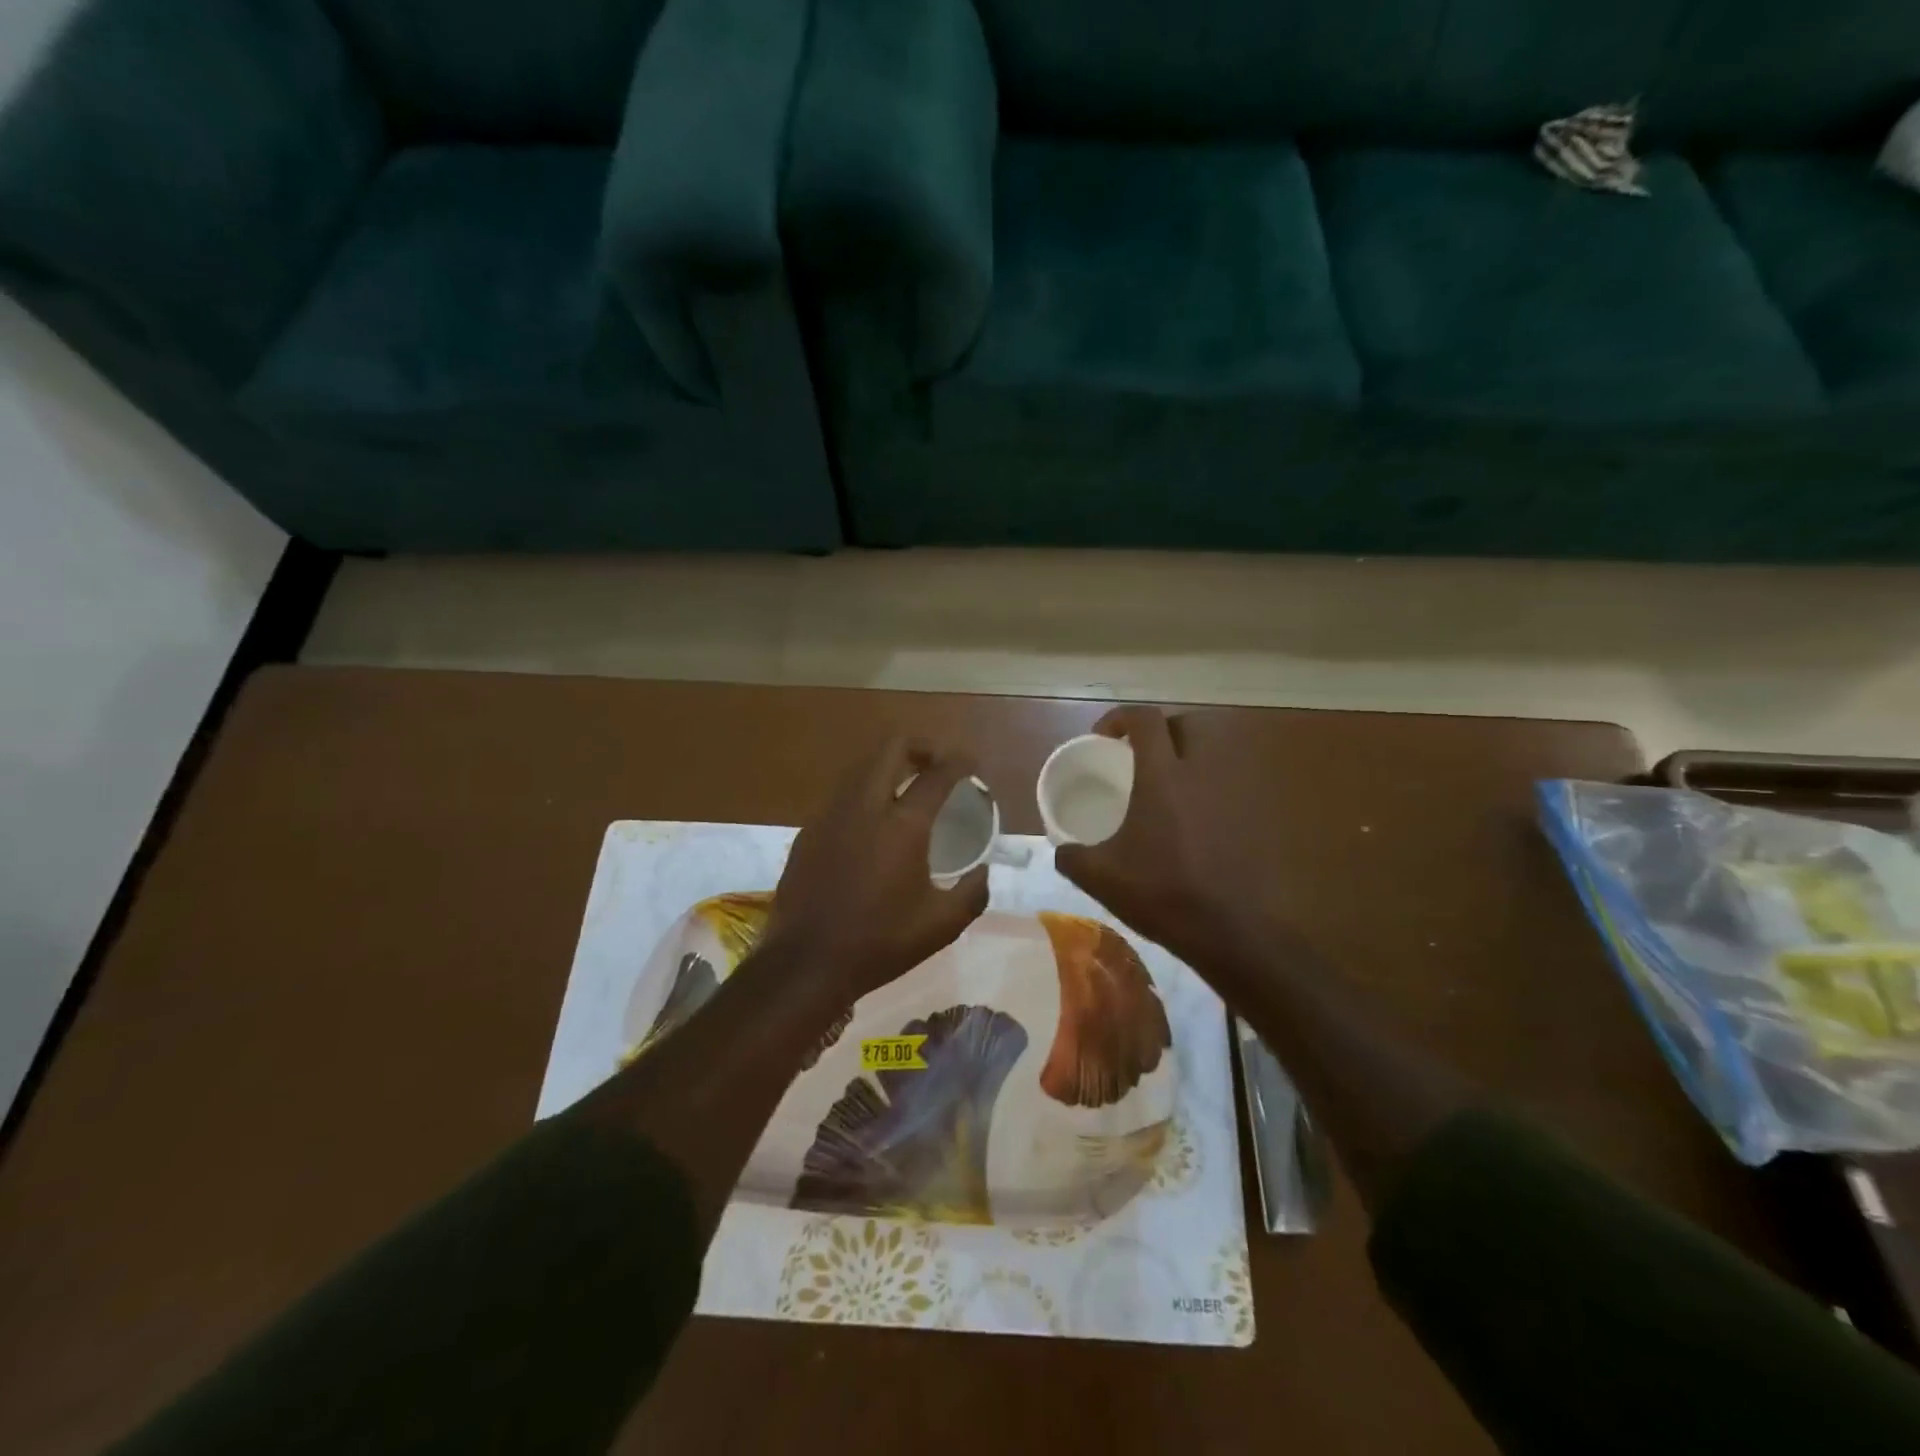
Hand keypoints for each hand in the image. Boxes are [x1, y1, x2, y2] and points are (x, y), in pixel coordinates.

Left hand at [761, 737, 990, 1000]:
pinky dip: (864, 792)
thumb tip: (981, 872)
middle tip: (936, 765)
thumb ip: (972, 893)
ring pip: (862, 767)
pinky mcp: (808, 831)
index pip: (937, 774)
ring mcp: (830, 815)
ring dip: (889, 766)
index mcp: (903, 825)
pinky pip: (841, 794)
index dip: (959, 762)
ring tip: (906, 788)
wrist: (806, 964)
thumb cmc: (880, 943)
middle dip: (920, 747)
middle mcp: (865, 806)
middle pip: (892, 748)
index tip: (971, 763)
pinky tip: (871, 823)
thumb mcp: (941, 926)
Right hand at [1053, 707, 1272, 975]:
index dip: (1120, 718)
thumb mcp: (1102, 878)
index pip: (1145, 719)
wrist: (1234, 932)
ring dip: (1190, 759)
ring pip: (1215, 754)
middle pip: (1188, 725)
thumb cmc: (1164, 894)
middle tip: (1141, 755)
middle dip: (1163, 731)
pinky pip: (1230, 787)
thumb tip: (1060, 851)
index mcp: (1162, 776)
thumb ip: (1073, 857)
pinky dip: (1210, 791)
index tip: (1103, 737)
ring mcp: (1234, 794)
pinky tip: (1194, 823)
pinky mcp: (1254, 818)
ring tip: (1168, 788)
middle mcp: (1202, 773)